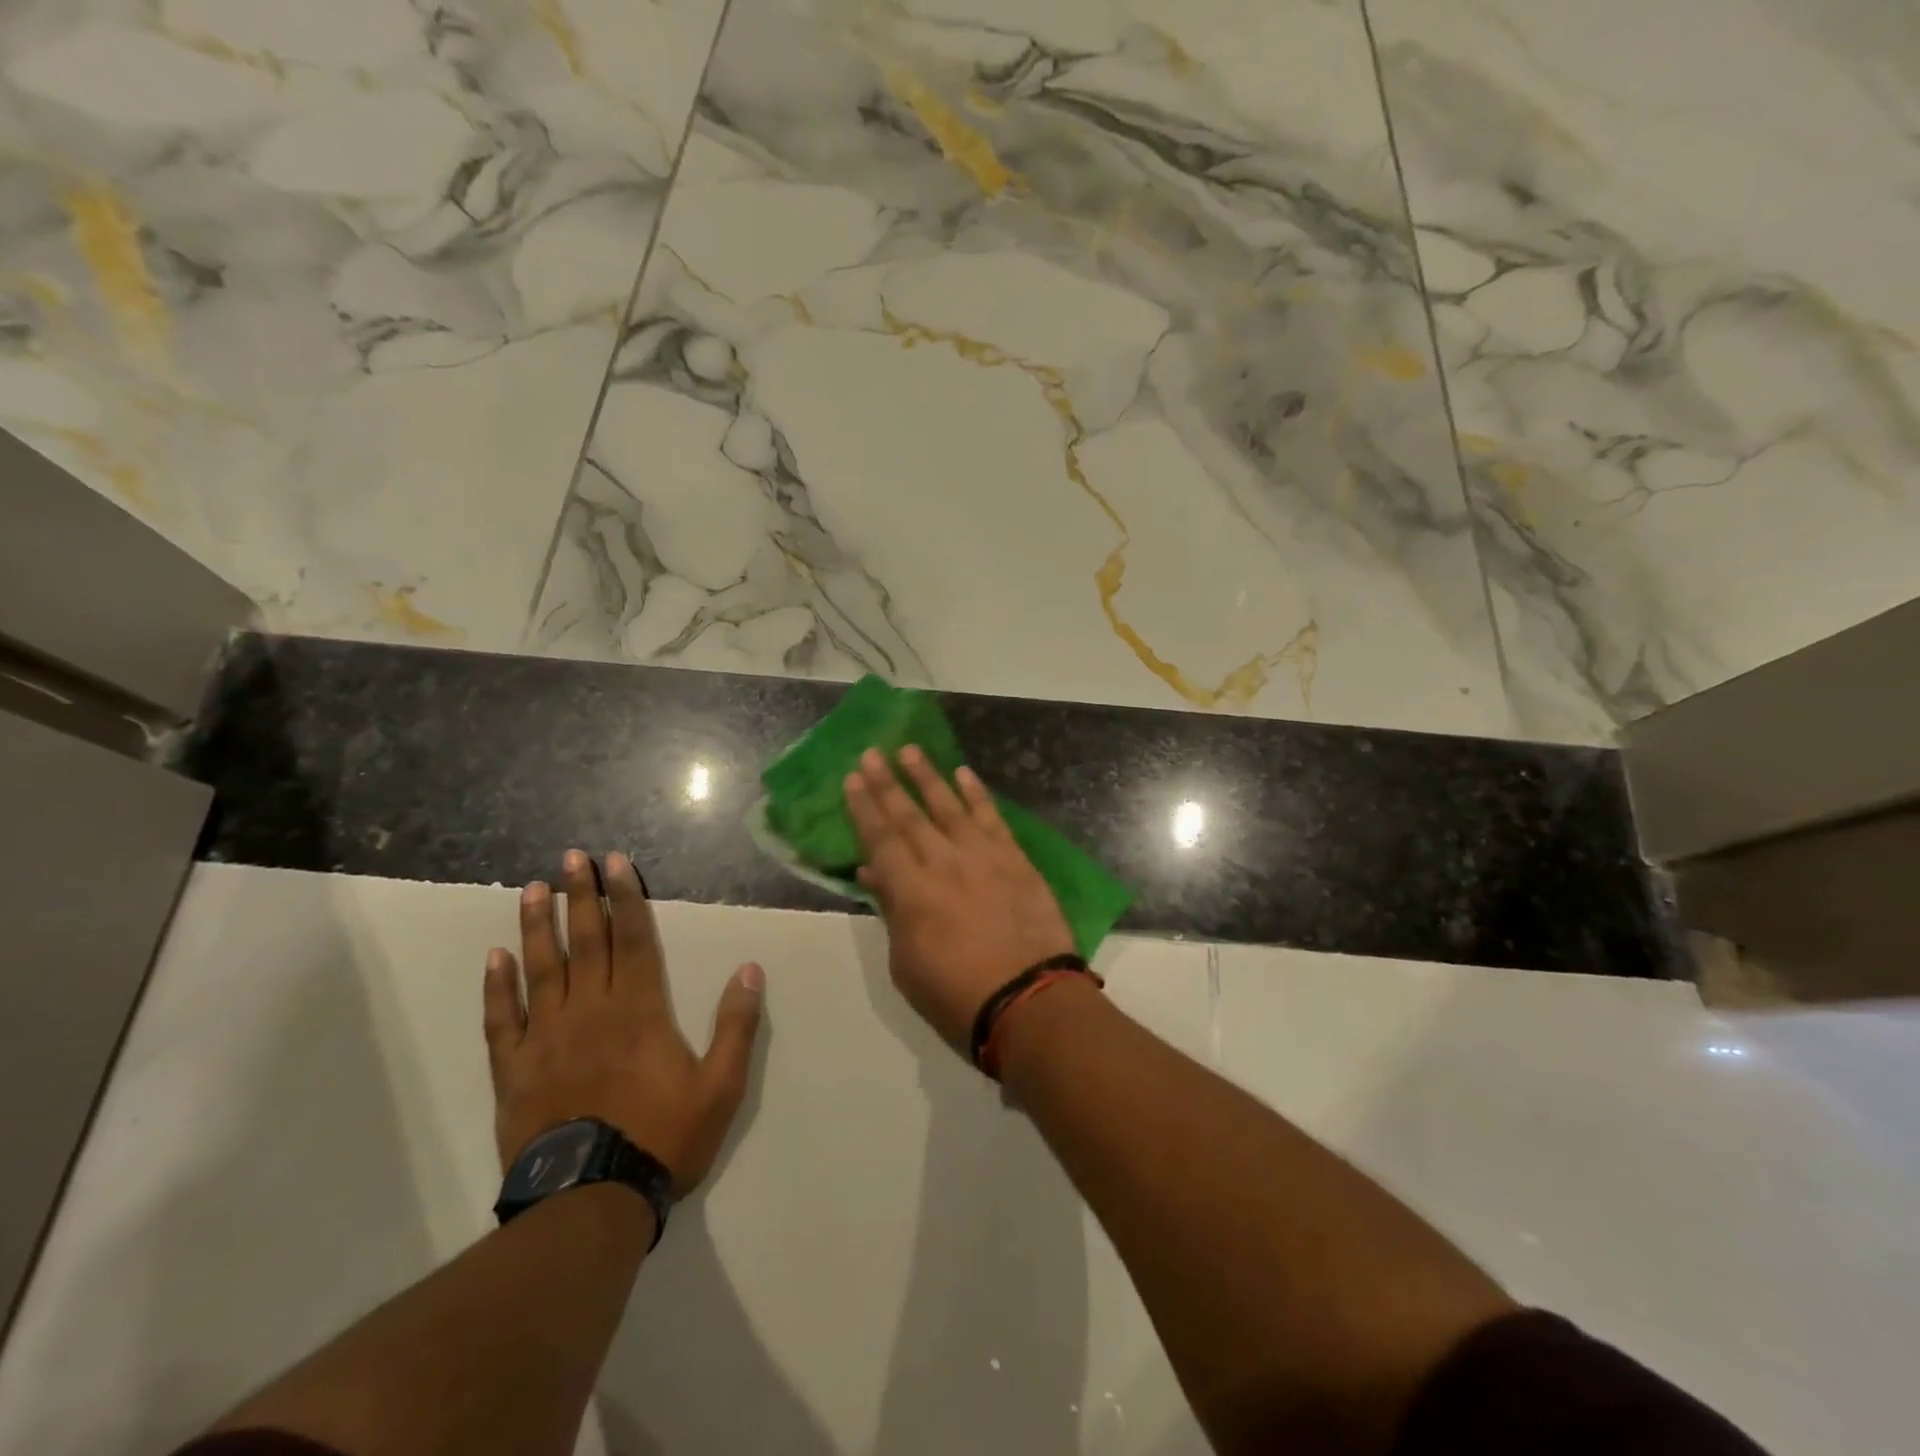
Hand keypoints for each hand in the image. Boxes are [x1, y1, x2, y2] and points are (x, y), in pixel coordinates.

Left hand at [484, 849, 765, 1192]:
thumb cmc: (662, 1138)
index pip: (634, 938)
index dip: (626, 897)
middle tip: (571, 857)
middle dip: (581, 896)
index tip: (615, 862)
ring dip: (537, 926)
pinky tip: (495, 957)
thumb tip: (749, 969)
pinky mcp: (514, 1071)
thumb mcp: (721, 1086)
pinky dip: (497, 987)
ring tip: (533, 889)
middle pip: (586, 941)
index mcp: (639, 1009)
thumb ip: (736, 1025)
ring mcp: (546, 1039)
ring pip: (542, 970)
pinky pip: (501, 1020)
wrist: (590, 1203)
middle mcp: (590, 1011)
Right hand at [845, 747, 1075, 1051]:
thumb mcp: (907, 963)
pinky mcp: (1014, 859)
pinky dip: (977, 794)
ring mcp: (982, 856)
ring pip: (949, 806)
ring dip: (928, 776)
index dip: (864, 807)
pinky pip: (992, 817)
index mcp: (910, 890)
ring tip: (911, 750)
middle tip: (872, 752)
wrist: (1029, 999)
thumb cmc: (956, 995)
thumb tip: (873, 871)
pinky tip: (964, 774)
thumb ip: (892, 910)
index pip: (880, 838)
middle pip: (909, 814)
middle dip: (888, 782)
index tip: (853, 778)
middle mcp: (942, 862)